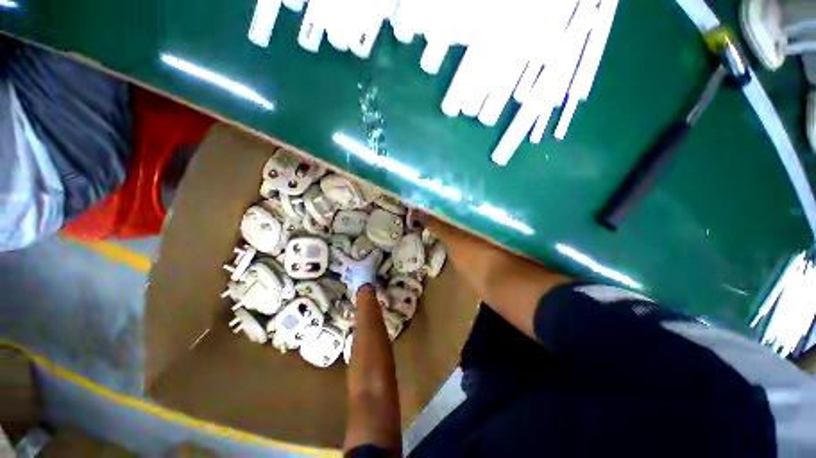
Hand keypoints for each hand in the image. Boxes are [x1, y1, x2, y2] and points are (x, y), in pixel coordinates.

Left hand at [331, 247, 382, 299]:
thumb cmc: (365, 272)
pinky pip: (349, 282)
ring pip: (342, 276)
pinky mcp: (350, 287)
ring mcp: (346, 280)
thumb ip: (374, 254)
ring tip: (345, 273)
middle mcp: (344, 271)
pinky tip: (355, 280)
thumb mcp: (371, 261)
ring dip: (343, 274)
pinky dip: (351, 280)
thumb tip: (378, 249)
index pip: (341, 256)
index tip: (332, 247)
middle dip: (334, 266)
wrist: (365, 289)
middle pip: (336, 268)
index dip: (337, 251)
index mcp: (347, 263)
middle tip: (332, 264)